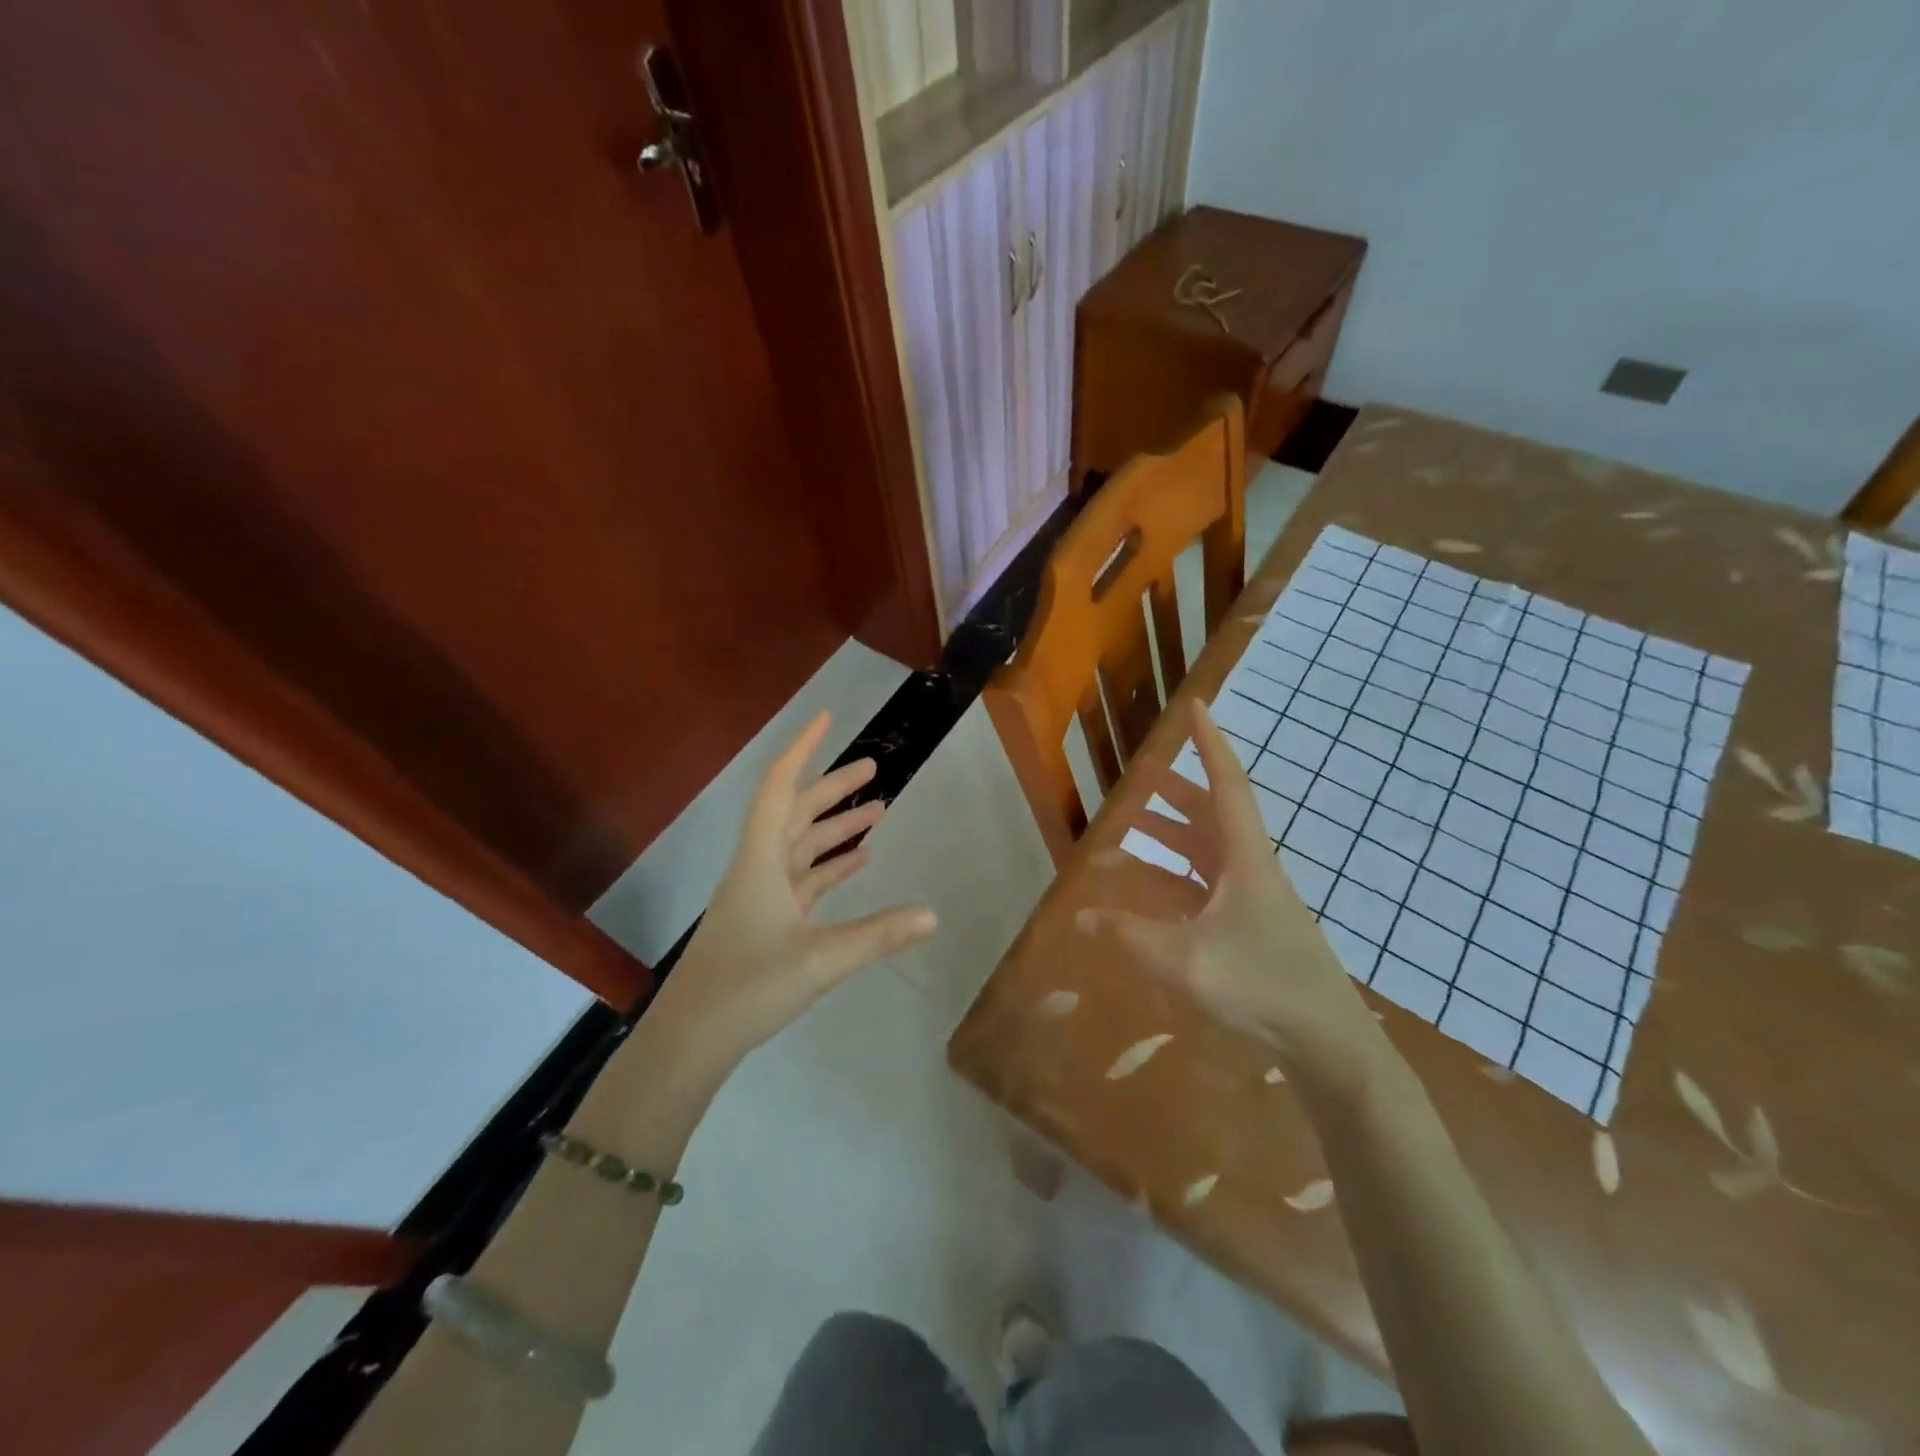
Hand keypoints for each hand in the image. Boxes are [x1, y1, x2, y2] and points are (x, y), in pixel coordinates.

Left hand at [648, 712, 936, 1074]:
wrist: (690, 1040)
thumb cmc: (747, 988)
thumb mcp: (820, 960)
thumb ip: (879, 936)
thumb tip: (933, 915)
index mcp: (760, 861)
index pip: (779, 788)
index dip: (802, 750)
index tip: (826, 719)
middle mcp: (757, 869)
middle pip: (794, 813)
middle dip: (832, 788)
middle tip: (873, 769)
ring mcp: (760, 897)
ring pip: (800, 847)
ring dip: (834, 828)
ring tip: (878, 811)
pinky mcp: (766, 923)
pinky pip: (802, 881)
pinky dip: (829, 867)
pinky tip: (858, 863)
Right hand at [1078, 701, 1384, 1088]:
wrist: (1328, 1043)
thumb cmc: (1260, 986)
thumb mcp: (1184, 960)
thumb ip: (1129, 937)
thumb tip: (1082, 918)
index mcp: (1245, 859)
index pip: (1225, 784)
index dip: (1209, 744)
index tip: (1197, 706)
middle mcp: (1251, 869)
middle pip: (1213, 814)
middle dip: (1177, 790)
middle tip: (1141, 775)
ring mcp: (1254, 899)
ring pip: (1209, 849)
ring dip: (1175, 831)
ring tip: (1135, 823)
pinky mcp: (1251, 927)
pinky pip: (1207, 883)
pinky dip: (1178, 874)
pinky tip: (1152, 887)